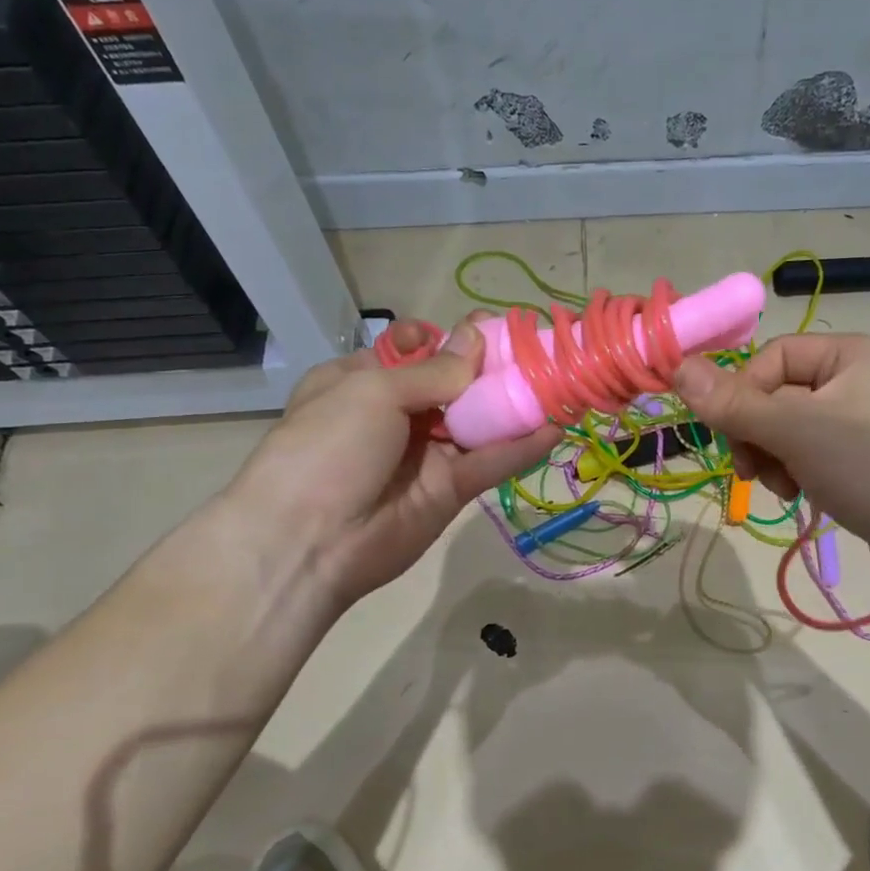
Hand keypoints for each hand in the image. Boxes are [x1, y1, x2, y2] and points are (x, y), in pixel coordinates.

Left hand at [226, 318, 559, 608]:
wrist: (310, 541)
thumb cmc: (330, 446)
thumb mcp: (372, 391)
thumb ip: (433, 370)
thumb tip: (474, 338)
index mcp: (361, 382)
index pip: (412, 351)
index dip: (447, 339)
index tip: (485, 329)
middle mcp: (395, 415)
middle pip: (453, 386)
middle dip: (490, 369)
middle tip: (536, 352)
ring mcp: (425, 455)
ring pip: (477, 424)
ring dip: (514, 406)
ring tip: (559, 383)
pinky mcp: (450, 491)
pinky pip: (489, 463)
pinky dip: (521, 447)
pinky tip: (554, 428)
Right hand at [672, 334, 869, 591]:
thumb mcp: (796, 430)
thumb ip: (734, 403)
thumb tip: (677, 367)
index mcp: (847, 354)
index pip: (770, 359)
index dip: (743, 395)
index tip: (733, 435)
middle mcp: (853, 380)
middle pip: (774, 395)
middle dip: (756, 433)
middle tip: (751, 469)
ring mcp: (857, 423)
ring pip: (784, 430)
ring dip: (770, 457)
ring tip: (782, 486)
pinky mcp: (858, 461)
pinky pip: (805, 454)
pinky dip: (792, 472)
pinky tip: (797, 495)